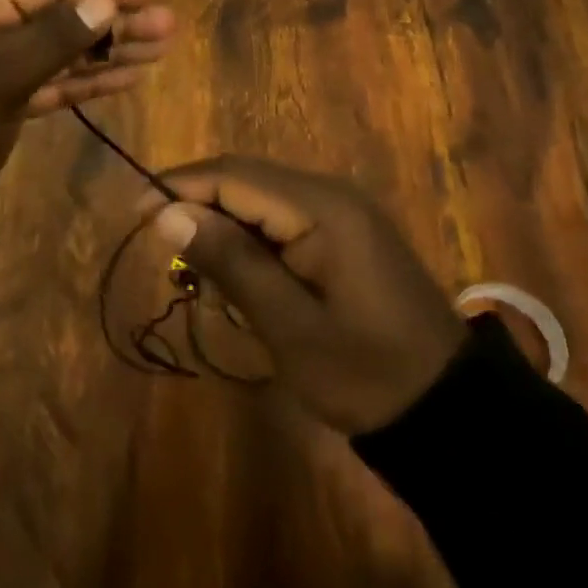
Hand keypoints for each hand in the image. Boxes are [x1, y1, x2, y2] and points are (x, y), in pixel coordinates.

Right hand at [140, 158, 466, 433]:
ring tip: (200, 272)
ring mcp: (341, 210)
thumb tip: (167, 213)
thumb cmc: (366, 373)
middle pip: (244, 179)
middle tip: (164, 248)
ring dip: (223, 223)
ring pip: (260, 197)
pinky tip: (242, 277)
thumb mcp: (289, 325)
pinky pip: (282, 216)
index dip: (179, 187)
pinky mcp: (345, 232)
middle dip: (197, 204)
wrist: (450, 411)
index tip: (136, 213)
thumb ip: (230, 262)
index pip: (232, 176)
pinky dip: (251, 239)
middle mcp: (329, 193)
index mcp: (320, 207)